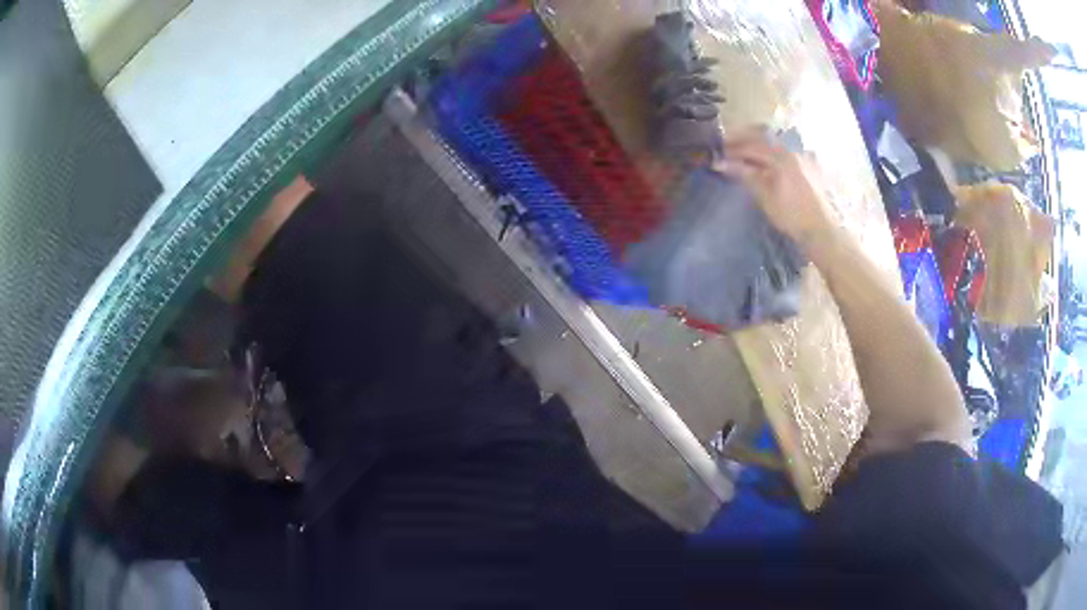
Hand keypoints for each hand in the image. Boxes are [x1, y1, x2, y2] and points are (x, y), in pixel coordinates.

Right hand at [716, 130, 836, 249]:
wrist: (825, 231)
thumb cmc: (794, 216)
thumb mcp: (766, 197)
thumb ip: (746, 175)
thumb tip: (722, 163)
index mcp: (782, 156)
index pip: (751, 145)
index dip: (732, 148)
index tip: (717, 153)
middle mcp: (793, 150)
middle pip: (764, 139)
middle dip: (744, 142)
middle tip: (728, 150)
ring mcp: (804, 157)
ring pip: (775, 145)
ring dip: (758, 148)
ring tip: (745, 158)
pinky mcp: (811, 167)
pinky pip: (786, 154)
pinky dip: (772, 155)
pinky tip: (767, 166)